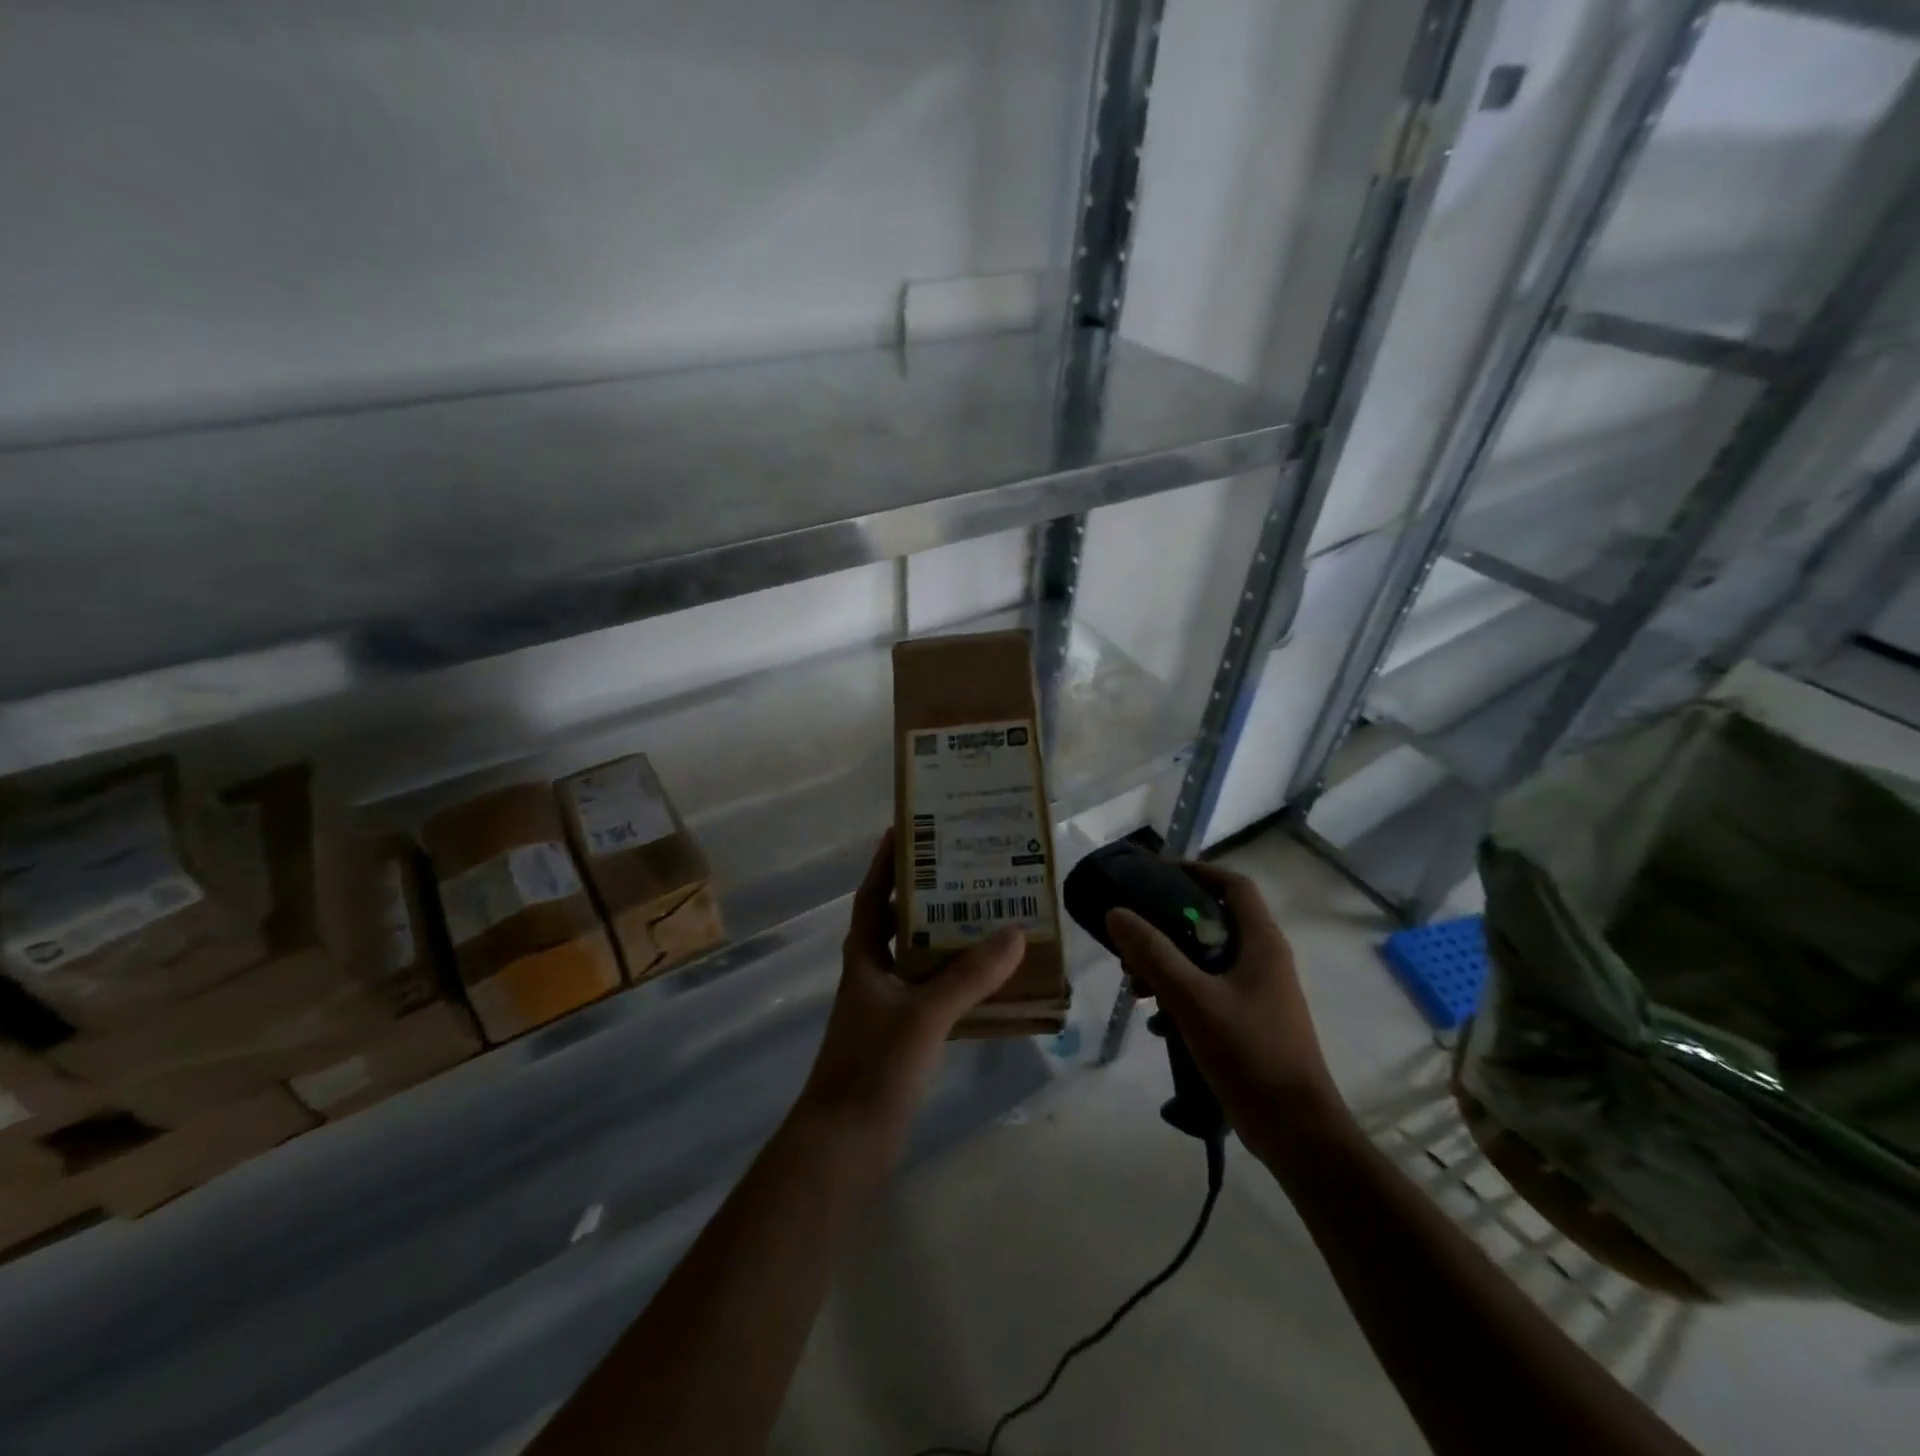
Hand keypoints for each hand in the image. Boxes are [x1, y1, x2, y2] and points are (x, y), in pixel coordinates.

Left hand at [795, 830, 1024, 1161]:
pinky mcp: (902, 1040)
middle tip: (969, 872)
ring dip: (949, 941)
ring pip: (921, 962)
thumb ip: (969, 976)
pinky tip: (991, 984)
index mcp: (865, 959)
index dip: (886, 865)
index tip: (909, 832)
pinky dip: (959, 985)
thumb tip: (1014, 932)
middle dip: (929, 898)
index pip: (871, 897)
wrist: (843, 1148)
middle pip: (900, 924)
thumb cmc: (873, 1068)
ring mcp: (887, 1010)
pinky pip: (936, 997)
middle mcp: (874, 977)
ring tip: (991, 918)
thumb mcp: (923, 1015)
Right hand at [1105, 863, 1346, 1164]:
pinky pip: (1209, 991)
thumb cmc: (1249, 1054)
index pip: (1233, 885)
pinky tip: (1155, 1021)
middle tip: (1133, 937)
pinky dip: (1181, 995)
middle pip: (1213, 921)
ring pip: (1207, 959)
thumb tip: (1116, 912)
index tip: (1155, 875)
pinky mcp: (1250, 1022)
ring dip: (1169, 963)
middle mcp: (1264, 960)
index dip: (1196, 871)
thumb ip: (1153, 954)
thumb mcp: (1193, 999)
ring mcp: (1259, 993)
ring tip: (1136, 983)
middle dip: (1168, 925)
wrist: (1297, 1132)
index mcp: (1261, 943)